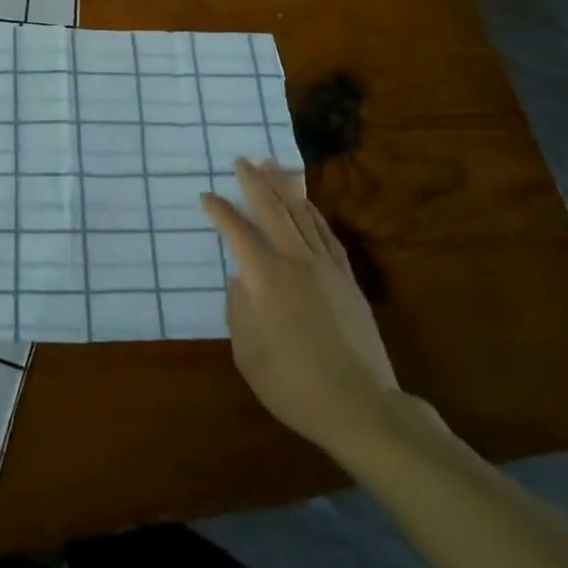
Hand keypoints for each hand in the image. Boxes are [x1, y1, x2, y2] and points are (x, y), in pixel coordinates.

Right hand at [201, 159, 399, 462]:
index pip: (237, 232)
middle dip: (254, 182)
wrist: (361, 406)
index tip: (206, 197)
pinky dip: (312, 212)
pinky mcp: (346, 278)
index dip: (220, 212)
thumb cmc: (294, 384)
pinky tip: (306, 203)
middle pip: (272, 210)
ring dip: (284, 187)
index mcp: (265, 278)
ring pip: (301, 214)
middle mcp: (295, 261)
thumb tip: (239, 279)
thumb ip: (238, 309)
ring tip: (271, 164)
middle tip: (241, 160)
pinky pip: (326, 233)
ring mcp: (325, 267)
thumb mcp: (247, 353)